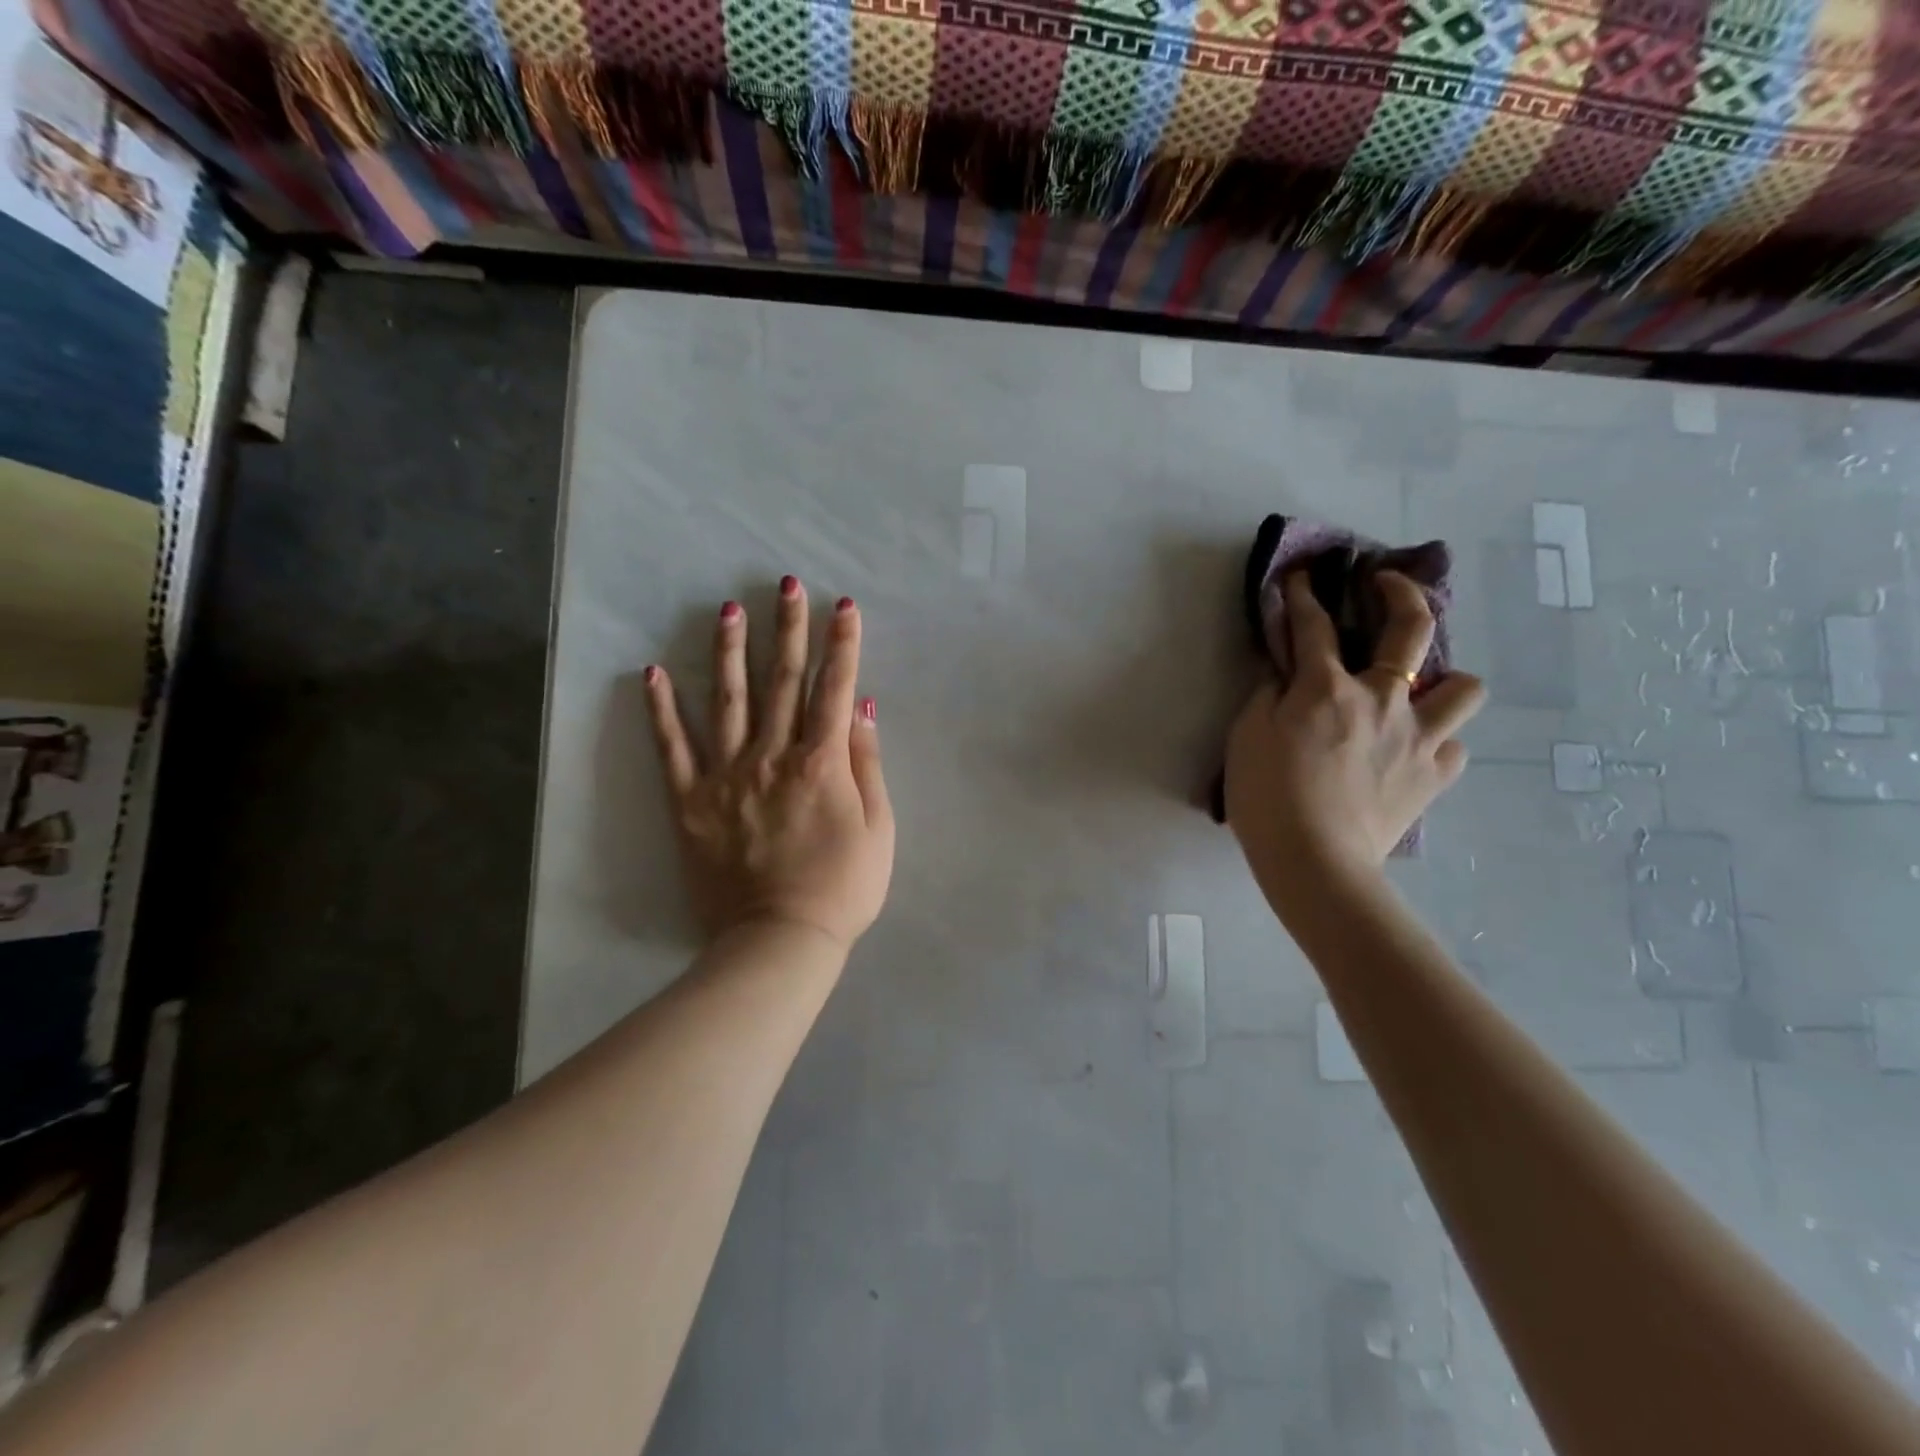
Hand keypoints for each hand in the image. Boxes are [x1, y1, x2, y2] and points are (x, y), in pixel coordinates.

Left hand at [644, 577, 894, 952]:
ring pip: (730, 701)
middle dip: (788, 629)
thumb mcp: (879, 828)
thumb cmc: (843, 887)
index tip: (842, 605)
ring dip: (731, 651)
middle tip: (785, 585)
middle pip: (782, 682)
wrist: (780, 941)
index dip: (842, 644)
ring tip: (728, 609)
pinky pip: (674, 749)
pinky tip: (653, 673)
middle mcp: (772, 757)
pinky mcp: (690, 802)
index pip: (833, 689)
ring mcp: (727, 776)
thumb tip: (861, 707)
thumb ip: (867, 763)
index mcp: (821, 763)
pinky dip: (662, 711)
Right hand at [1225, 569, 1484, 917]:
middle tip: (1386, 585)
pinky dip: (1435, 742)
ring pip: (1463, 687)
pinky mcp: (1434, 775)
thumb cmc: (1267, 796)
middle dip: (1400, 593)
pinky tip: (1412, 752)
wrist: (1315, 861)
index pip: (1313, 626)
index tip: (1302, 577)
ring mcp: (1419, 737)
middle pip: (1411, 629)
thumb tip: (1284, 674)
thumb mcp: (1246, 737)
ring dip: (1444, 680)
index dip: (1304, 596)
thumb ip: (1266, 696)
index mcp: (1328, 688)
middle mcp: (1383, 700)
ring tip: (1419, 693)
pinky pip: (1452, 746)